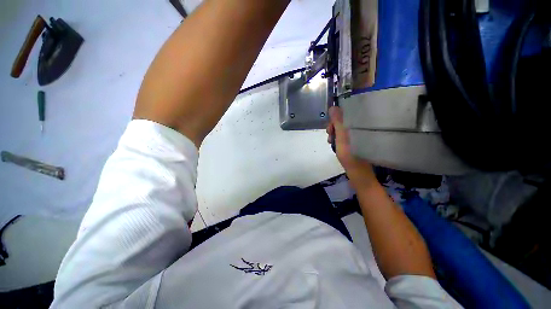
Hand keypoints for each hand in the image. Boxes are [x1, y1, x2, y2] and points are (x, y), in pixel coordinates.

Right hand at [327, 106, 377, 187]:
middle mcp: (359, 127)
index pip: (346, 112)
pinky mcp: (354, 141)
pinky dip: (337, 138)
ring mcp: (356, 134)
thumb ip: (337, 121)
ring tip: (331, 142)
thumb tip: (332, 107)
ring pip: (341, 128)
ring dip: (333, 133)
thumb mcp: (342, 136)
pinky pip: (342, 135)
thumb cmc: (350, 153)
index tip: (330, 125)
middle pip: (343, 120)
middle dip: (333, 127)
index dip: (336, 117)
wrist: (357, 171)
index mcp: (358, 124)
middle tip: (330, 135)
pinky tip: (334, 144)